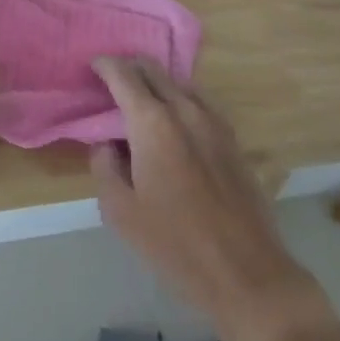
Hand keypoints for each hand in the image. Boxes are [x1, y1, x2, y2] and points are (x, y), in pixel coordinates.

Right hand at [91, 57, 325, 339]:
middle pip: (152, 69)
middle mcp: (184, 108)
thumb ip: (104, 167)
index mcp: (152, 121)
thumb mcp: (120, 212)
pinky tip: (175, 123)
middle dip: (129, 68)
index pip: (122, 74)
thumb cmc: (176, 245)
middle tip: (112, 84)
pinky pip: (200, 102)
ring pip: (178, 82)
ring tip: (142, 104)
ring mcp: (213, 121)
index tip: (92, 69)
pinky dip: (180, 99)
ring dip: (156, 83)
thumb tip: (106, 144)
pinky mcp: (233, 138)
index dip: (104, 66)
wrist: (247, 275)